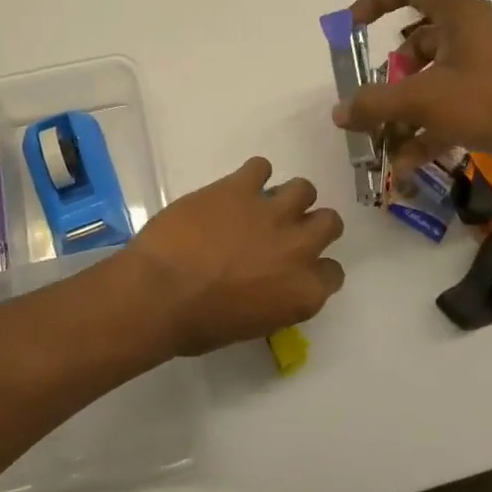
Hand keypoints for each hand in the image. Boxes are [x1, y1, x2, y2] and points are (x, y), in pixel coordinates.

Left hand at [124, 157, 344, 356]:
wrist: (159, 291)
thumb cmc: (197, 324)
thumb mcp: (249, 325)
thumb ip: (273, 300)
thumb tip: (267, 284)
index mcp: (303, 292)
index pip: (332, 273)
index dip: (315, 268)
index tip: (296, 268)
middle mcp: (298, 248)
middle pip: (329, 223)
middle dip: (311, 225)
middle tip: (286, 230)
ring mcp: (271, 213)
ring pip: (303, 188)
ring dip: (288, 196)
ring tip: (264, 204)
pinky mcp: (240, 188)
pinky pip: (260, 166)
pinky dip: (252, 175)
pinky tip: (236, 188)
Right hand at [331, 0, 491, 179]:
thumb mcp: (425, 100)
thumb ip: (376, 104)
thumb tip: (339, 111)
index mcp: (459, 14)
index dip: (376, 0)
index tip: (353, 26)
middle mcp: (474, 33)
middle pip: (418, 42)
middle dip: (391, 76)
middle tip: (374, 101)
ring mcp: (488, 67)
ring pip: (433, 80)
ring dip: (406, 111)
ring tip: (386, 145)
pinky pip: (452, 106)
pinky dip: (429, 130)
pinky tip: (408, 165)